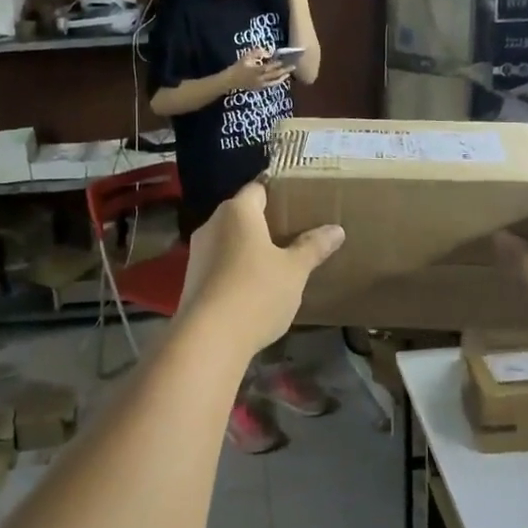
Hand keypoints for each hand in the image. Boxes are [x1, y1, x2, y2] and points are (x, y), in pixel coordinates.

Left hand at [181, 183, 344, 352]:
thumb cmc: (257, 292)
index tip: (300, 203)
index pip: (258, 188)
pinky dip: (237, 268)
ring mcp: (197, 252)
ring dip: (250, 248)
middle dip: (266, 222)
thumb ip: (313, 246)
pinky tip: (256, 287)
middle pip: (242, 214)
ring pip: (229, 240)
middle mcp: (212, 224)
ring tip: (279, 261)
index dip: (279, 193)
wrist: (209, 338)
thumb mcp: (294, 270)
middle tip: (296, 233)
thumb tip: (336, 229)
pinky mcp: (191, 279)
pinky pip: (220, 263)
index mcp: (237, 211)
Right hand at [223, 49, 287, 90]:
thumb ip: (257, 53)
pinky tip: (281, 78)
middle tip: (293, 65)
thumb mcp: (246, 57)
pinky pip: (271, 85)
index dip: (279, 63)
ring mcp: (260, 85)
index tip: (286, 59)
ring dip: (283, 77)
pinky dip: (277, 81)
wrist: (231, 81)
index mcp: (256, 70)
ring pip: (274, 82)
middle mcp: (260, 79)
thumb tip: (268, 53)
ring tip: (289, 73)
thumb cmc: (238, 67)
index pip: (270, 67)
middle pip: (275, 75)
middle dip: (285, 70)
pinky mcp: (260, 88)